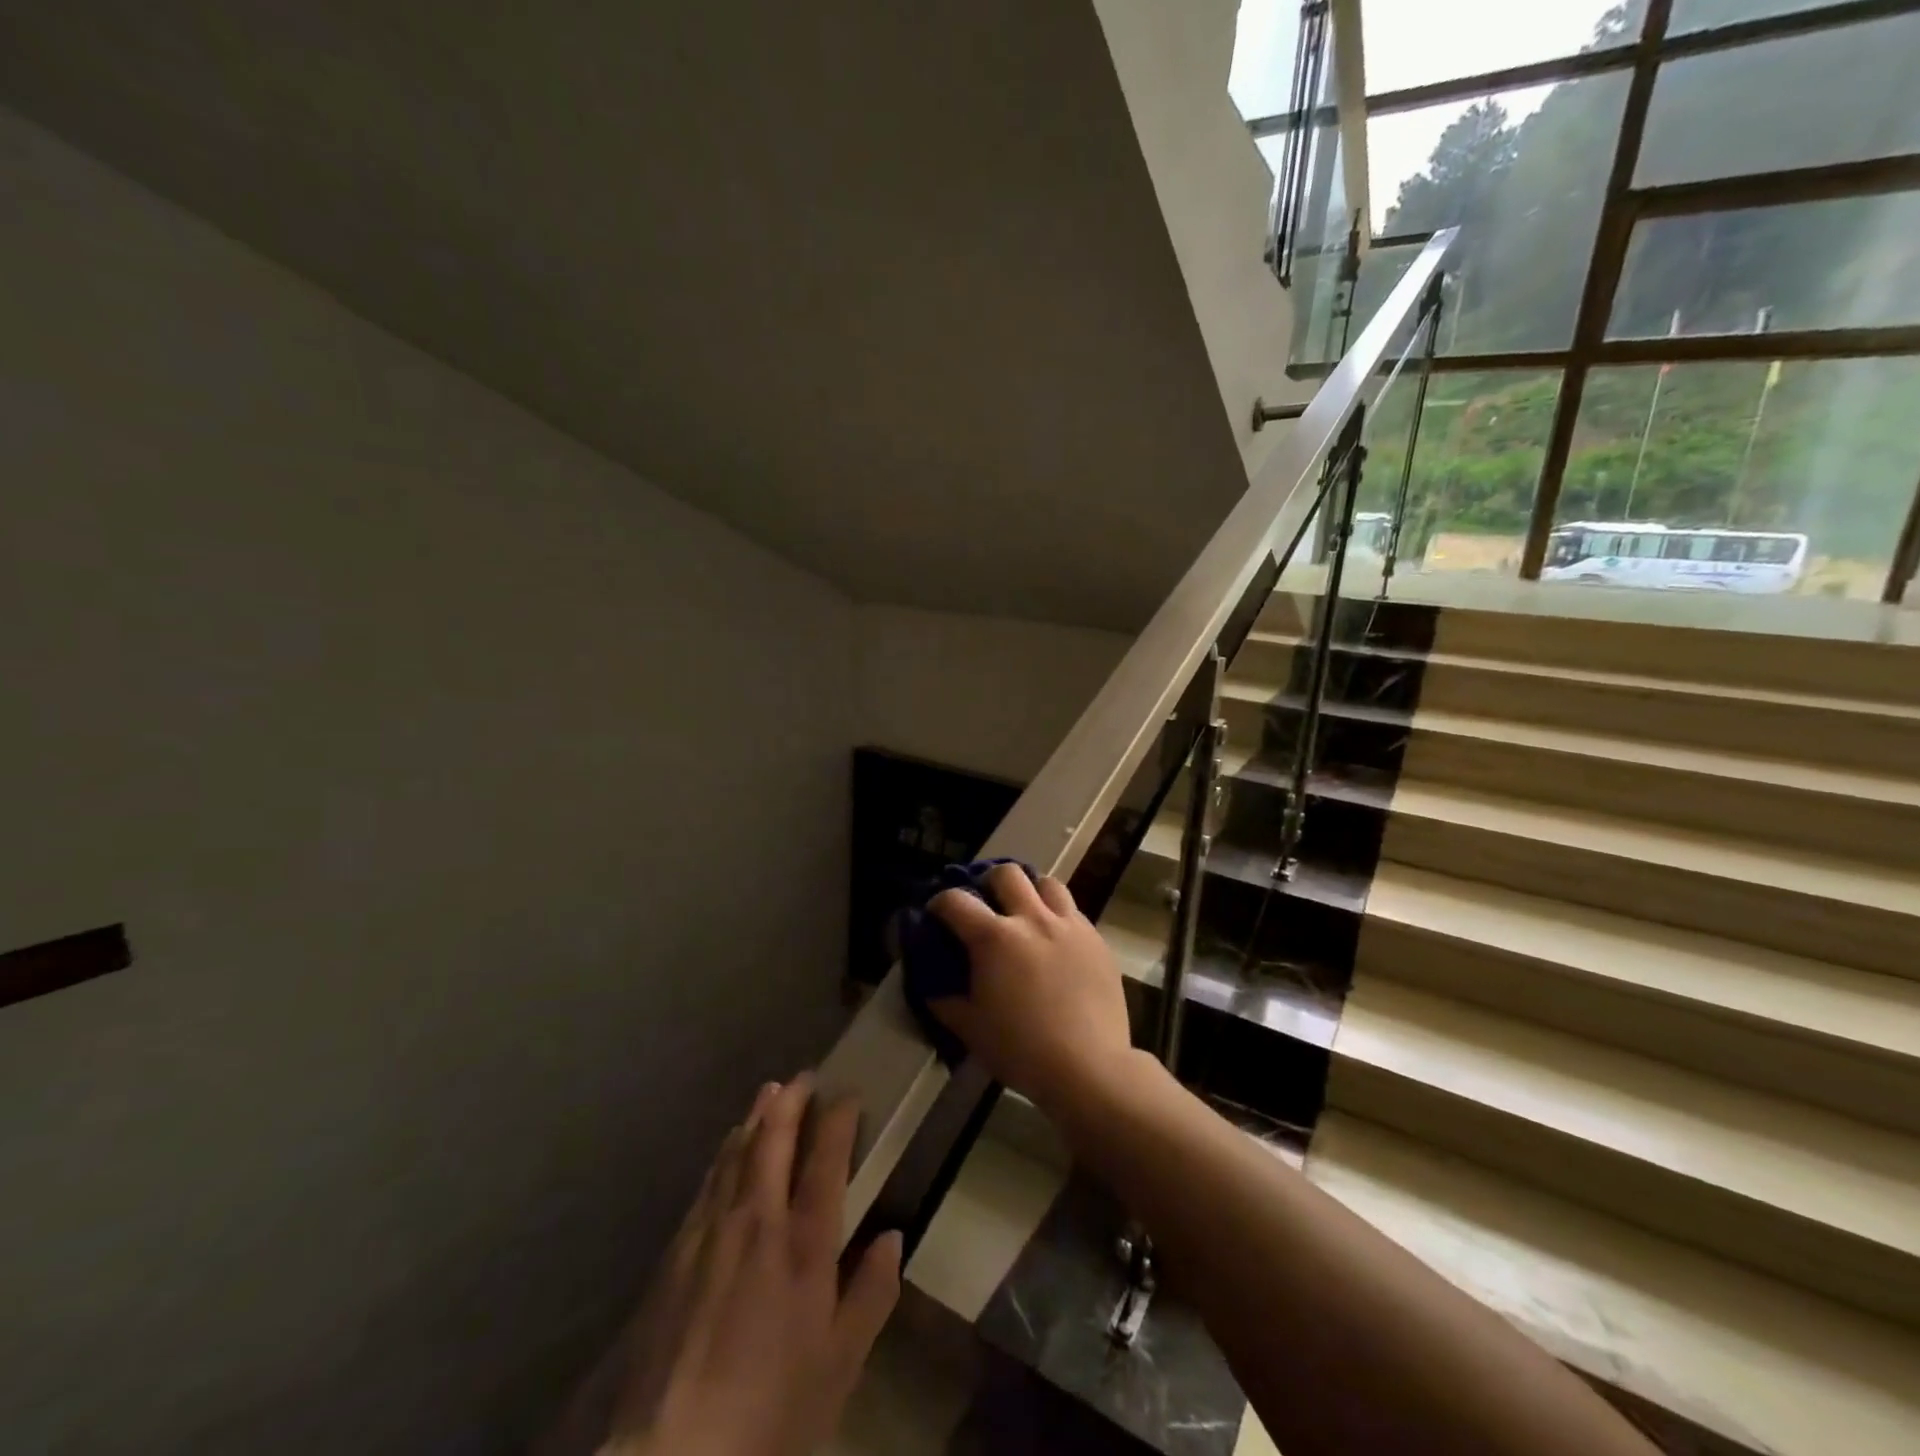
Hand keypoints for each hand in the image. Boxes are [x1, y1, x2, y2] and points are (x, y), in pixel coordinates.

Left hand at [604, 1076, 902, 1455]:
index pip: (826, 1159)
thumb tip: (892, 1237)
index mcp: (805, 1243)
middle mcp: (758, 1219)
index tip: (848, 1095)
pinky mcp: (677, 1251)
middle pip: (774, 1139)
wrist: (674, 1455)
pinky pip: (708, 1182)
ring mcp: (712, 1230)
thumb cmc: (772, 1410)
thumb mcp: (840, 1365)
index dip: (838, 1119)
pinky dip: (725, 1154)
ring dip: (756, 1117)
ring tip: (768, 1093)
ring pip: (736, 1152)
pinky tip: (728, 1149)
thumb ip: (871, 1294)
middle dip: (791, 1100)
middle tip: (804, 1077)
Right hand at [927, 865, 1134, 1111]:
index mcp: (994, 938)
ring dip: (1031, 890)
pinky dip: (1058, 916)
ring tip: (1026, 911)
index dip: (940, 902)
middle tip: (986, 903)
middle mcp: (1032, 919)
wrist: (1089, 1067)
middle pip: (1007, 873)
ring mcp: (1069, 926)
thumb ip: (946, 1001)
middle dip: (989, 881)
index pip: (957, 900)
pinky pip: (1074, 912)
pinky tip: (1055, 940)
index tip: (937, 913)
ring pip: (1048, 883)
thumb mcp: (971, 1029)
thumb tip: (932, 985)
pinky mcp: (1096, 940)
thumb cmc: (1022, 1050)